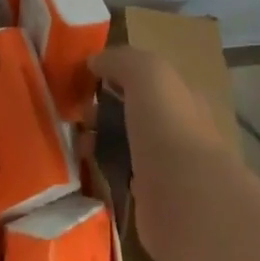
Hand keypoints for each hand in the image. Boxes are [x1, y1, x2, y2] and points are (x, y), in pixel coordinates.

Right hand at [90, 47, 239, 260]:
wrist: (185, 199)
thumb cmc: (168, 125)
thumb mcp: (147, 73)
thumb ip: (121, 60)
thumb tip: (94, 61)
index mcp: (181, 95)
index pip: (146, 78)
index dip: (116, 74)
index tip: (84, 78)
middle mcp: (176, 128)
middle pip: (133, 111)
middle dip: (102, 109)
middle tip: (75, 114)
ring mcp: (166, 166)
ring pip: (125, 144)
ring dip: (99, 141)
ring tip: (75, 143)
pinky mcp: (151, 200)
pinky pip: (121, 176)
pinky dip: (103, 172)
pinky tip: (85, 171)